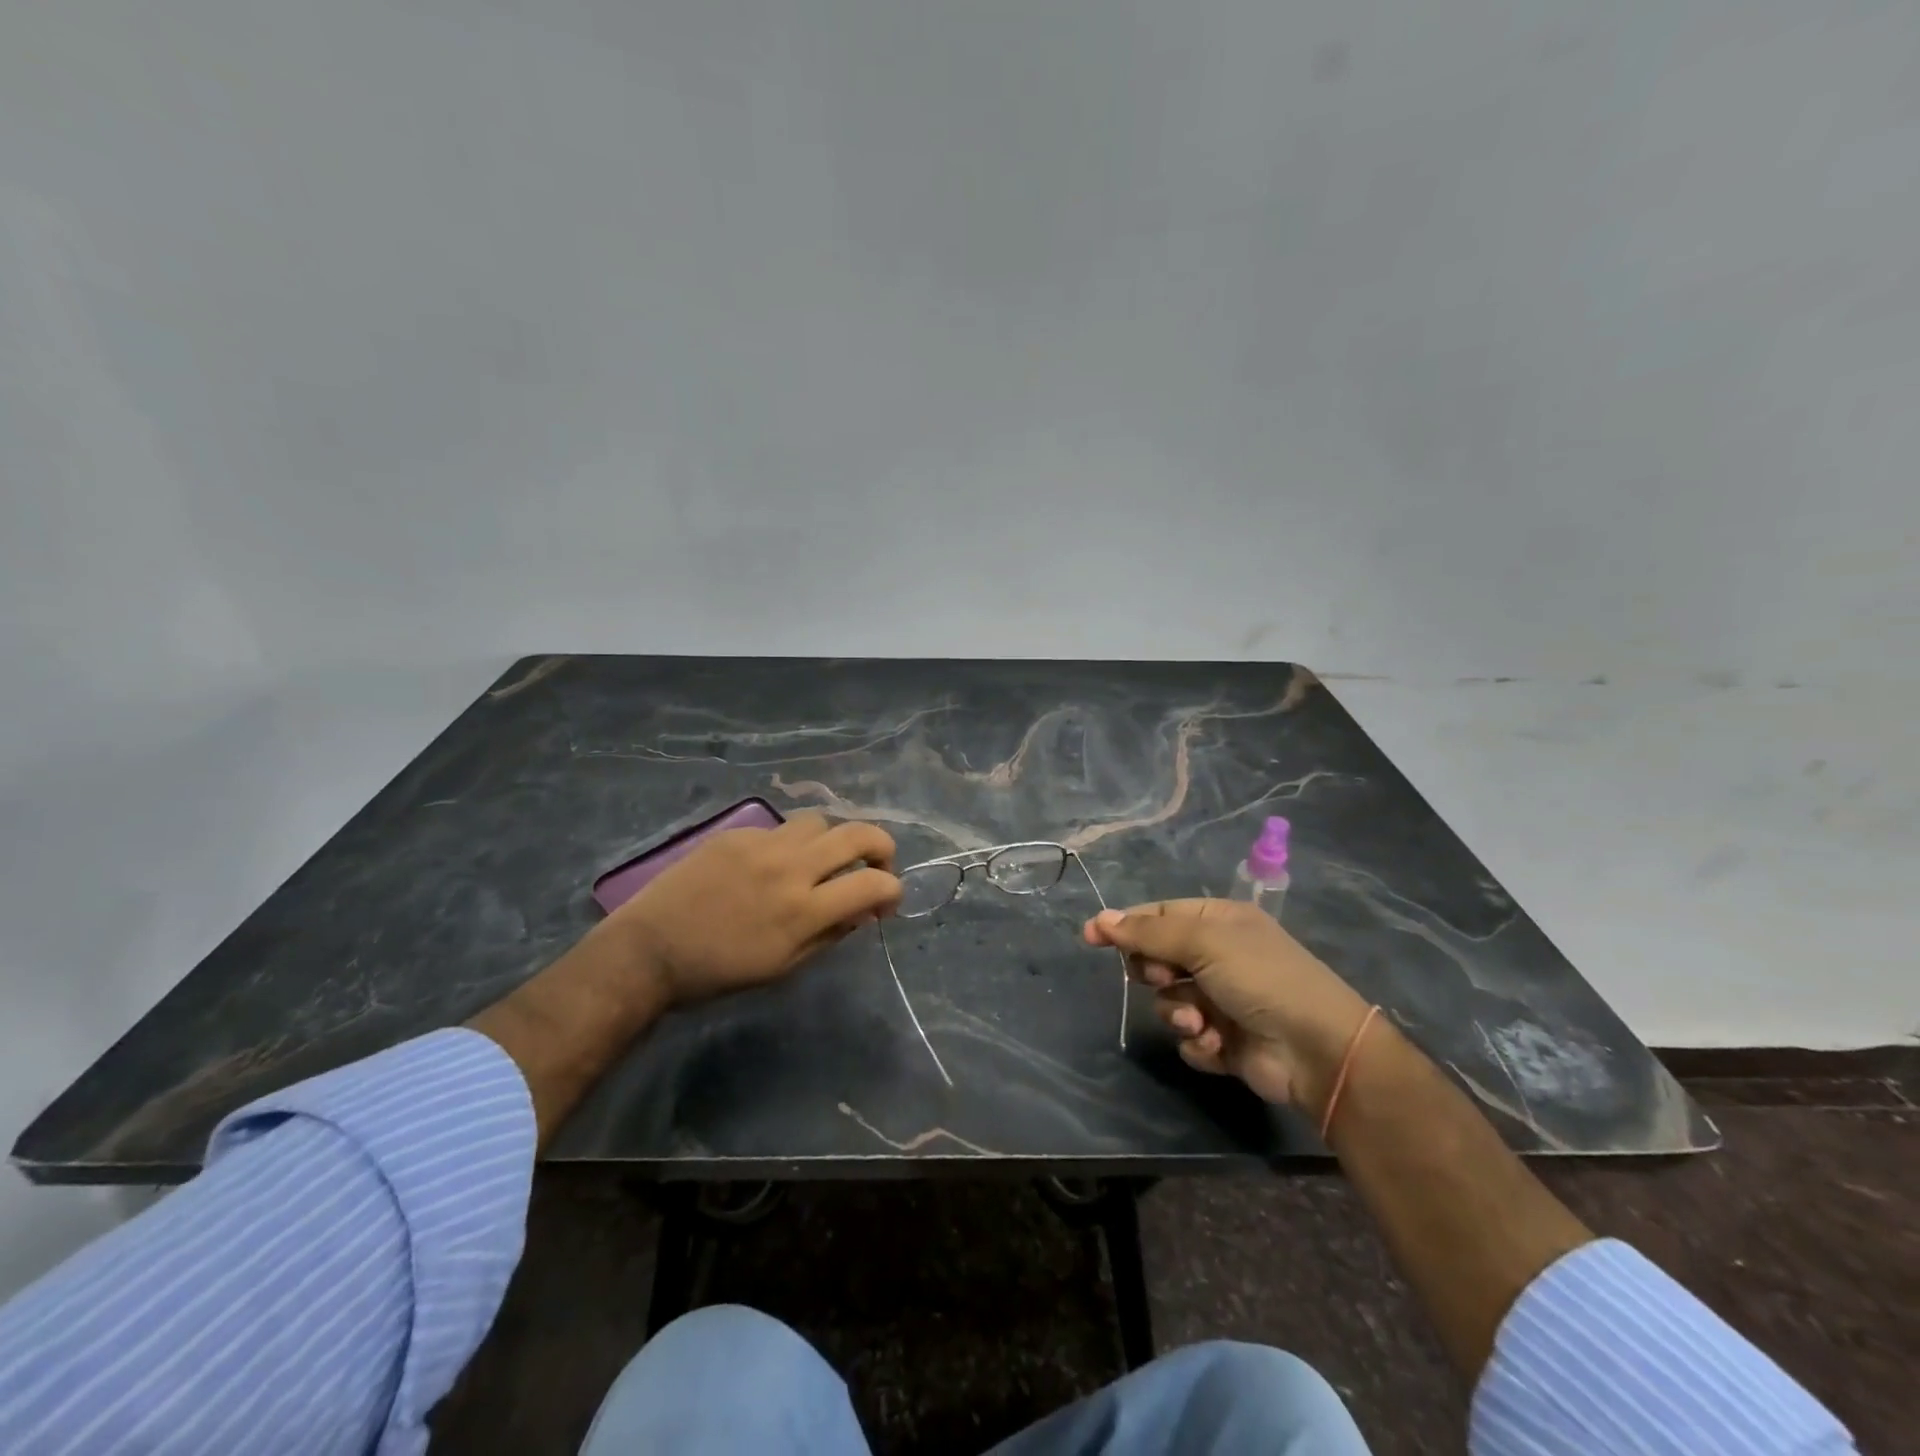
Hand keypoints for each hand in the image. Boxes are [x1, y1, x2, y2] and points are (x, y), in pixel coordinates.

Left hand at [607, 812, 901, 1007]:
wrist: (650, 950)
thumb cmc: (719, 972)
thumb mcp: (784, 966)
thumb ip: (829, 934)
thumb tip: (861, 911)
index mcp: (804, 909)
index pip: (873, 884)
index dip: (893, 889)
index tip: (887, 900)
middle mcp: (790, 867)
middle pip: (858, 833)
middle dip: (882, 846)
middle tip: (875, 864)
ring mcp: (762, 844)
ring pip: (820, 821)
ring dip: (832, 839)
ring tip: (820, 861)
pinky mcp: (737, 833)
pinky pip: (779, 828)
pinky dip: (789, 844)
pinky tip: (770, 865)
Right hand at [1083, 900, 1371, 1114]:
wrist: (1316, 1049)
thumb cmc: (1260, 978)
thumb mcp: (1203, 942)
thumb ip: (1148, 933)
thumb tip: (1101, 919)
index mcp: (1218, 922)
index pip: (1158, 916)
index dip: (1125, 925)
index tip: (1091, 937)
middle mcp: (1218, 957)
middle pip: (1158, 958)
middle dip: (1156, 972)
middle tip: (1163, 976)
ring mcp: (1221, 1000)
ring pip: (1168, 1001)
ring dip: (1178, 1012)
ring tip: (1199, 1021)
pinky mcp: (1224, 1040)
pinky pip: (1188, 1037)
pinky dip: (1198, 1041)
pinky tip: (1218, 1044)